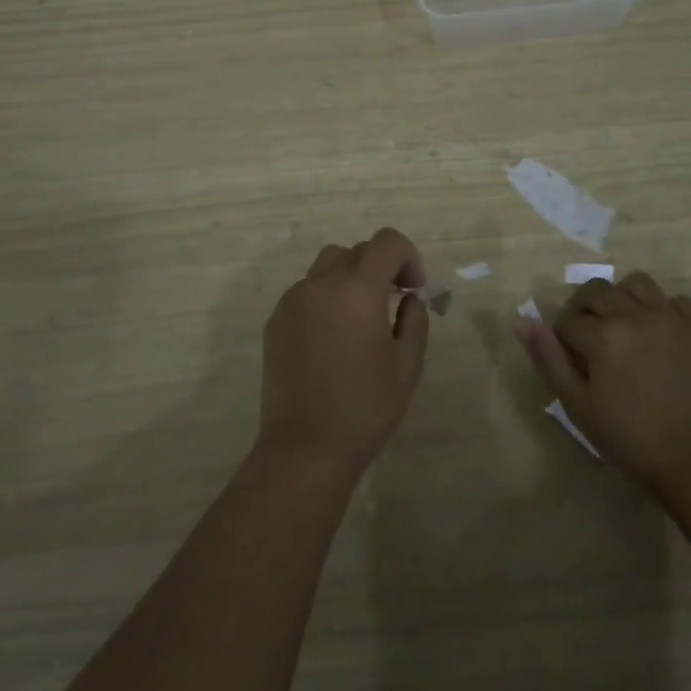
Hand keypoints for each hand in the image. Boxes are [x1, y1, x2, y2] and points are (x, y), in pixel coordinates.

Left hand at [256, 228, 430, 479]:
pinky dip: (326, 297)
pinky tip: (332, 337)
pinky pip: (306, 290)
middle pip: (357, 250)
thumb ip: (414, 319)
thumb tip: (408, 297)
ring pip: (327, 264)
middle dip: (381, 266)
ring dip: (351, 276)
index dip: (408, 257)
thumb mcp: (407, 365)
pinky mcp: (276, 319)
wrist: (305, 448)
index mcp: (357, 289)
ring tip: (361, 315)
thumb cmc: (365, 408)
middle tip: (394, 301)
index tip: (414, 290)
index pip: (387, 242)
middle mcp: (321, 283)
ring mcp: (293, 299)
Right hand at [516, 271, 690, 486]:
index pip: (568, 319)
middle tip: (590, 335)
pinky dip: (663, 309)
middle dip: (585, 308)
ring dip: (623, 297)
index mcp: (603, 335)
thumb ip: (549, 360)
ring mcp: (674, 318)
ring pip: (638, 283)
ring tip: (625, 323)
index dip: (562, 336)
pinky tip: (661, 333)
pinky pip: (677, 300)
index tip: (570, 356)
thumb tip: (524, 322)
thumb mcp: (578, 406)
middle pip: (598, 291)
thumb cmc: (633, 440)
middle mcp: (636, 315)